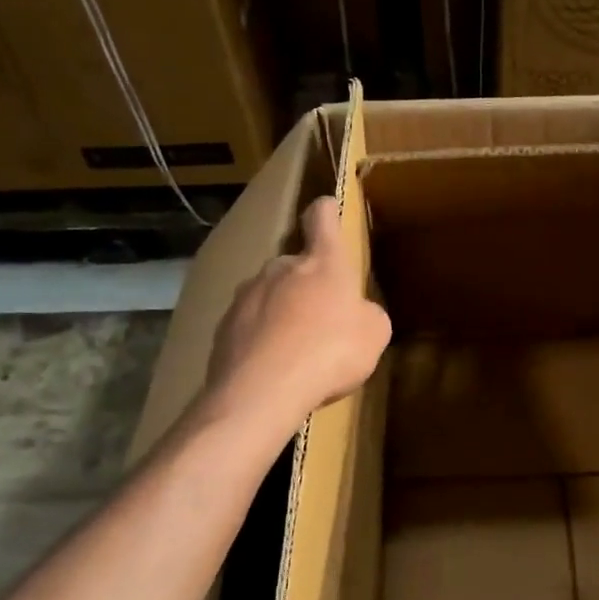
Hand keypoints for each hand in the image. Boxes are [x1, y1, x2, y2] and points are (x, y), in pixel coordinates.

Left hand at [206, 195, 392, 431]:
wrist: (262, 391)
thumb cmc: (331, 352)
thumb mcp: (374, 334)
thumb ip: (367, 313)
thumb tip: (357, 313)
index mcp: (323, 263)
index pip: (322, 219)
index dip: (326, 211)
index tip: (327, 207)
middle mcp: (281, 268)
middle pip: (295, 264)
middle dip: (307, 284)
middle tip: (321, 318)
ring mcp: (247, 295)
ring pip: (270, 295)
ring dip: (282, 312)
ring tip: (294, 349)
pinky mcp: (224, 326)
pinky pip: (249, 325)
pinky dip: (261, 338)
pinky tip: (272, 367)